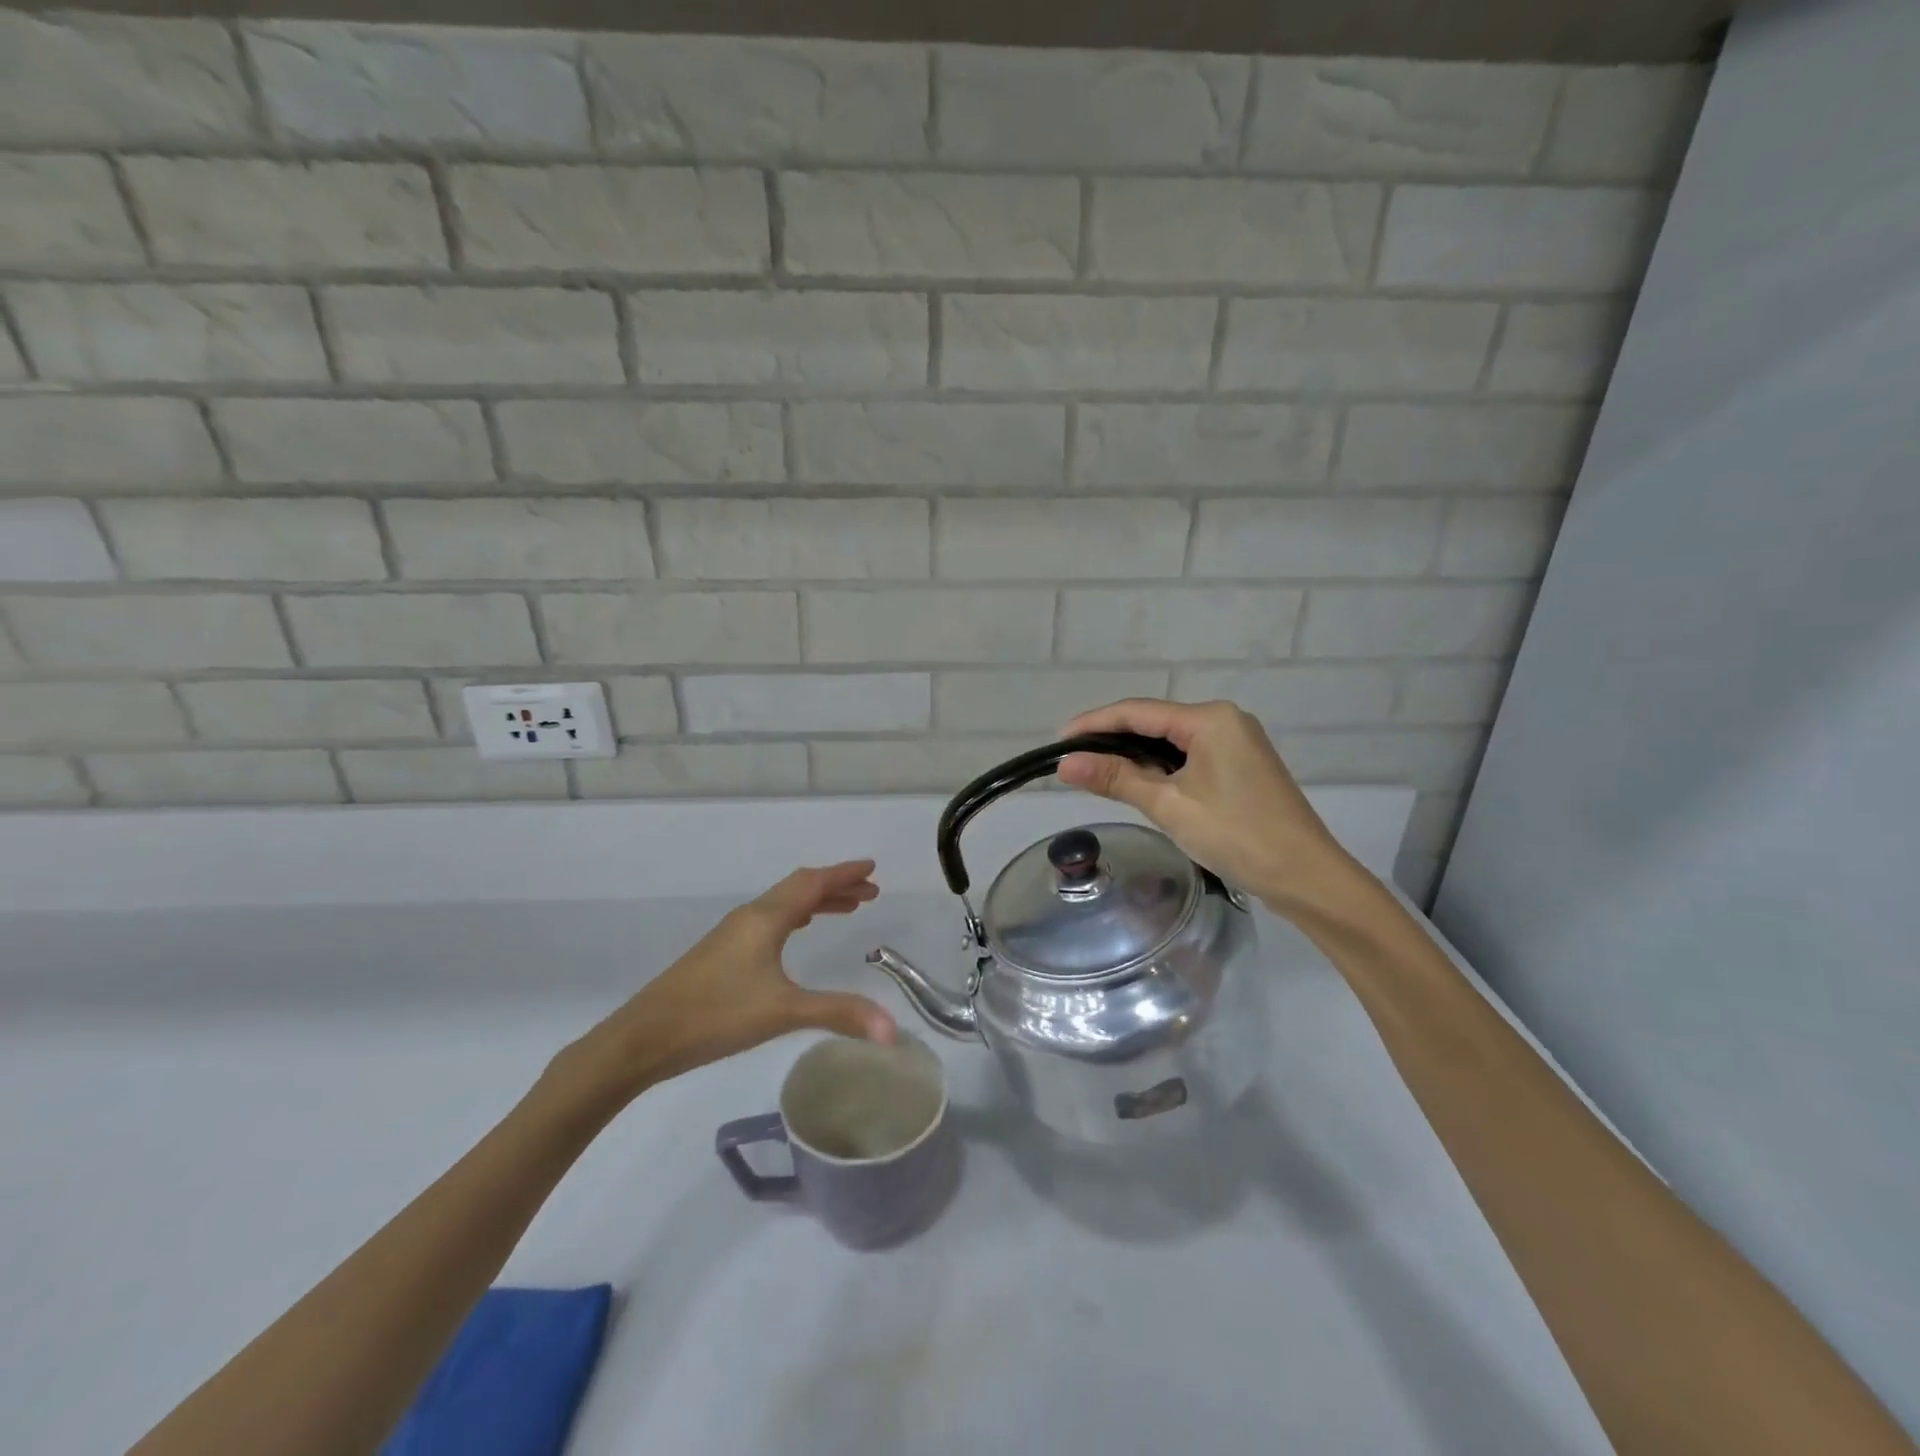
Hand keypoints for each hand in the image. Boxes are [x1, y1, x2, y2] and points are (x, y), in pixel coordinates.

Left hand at [559, 861, 896, 1101]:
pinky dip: (795, 918)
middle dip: (836, 887)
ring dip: (816, 902)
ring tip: (846, 910)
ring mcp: (732, 935)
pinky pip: (769, 922)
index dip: (843, 874)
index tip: (872, 868)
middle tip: (870, 893)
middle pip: (799, 889)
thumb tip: (893, 1029)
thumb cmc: (715, 1015)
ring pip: (783, 905)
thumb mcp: (782, 1012)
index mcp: (765, 918)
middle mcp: (749, 918)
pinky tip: (795, 936)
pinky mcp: (721, 955)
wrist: (642, 1038)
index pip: (812, 883)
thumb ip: (838, 1014)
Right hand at [1057, 699, 1362, 917]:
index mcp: (1210, 719)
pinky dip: (1160, 767)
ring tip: (1096, 773)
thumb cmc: (1236, 834)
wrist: (1305, 876)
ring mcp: (1237, 743)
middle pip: (1155, 722)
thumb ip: (1116, 778)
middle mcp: (1225, 720)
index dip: (1094, 724)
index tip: (1059, 741)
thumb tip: (1065, 763)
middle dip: (1112, 740)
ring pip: (1171, 741)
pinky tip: (1138, 782)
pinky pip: (1189, 757)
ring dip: (1135, 755)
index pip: (1138, 712)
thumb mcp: (1169, 805)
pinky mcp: (1241, 767)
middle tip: (1072, 761)